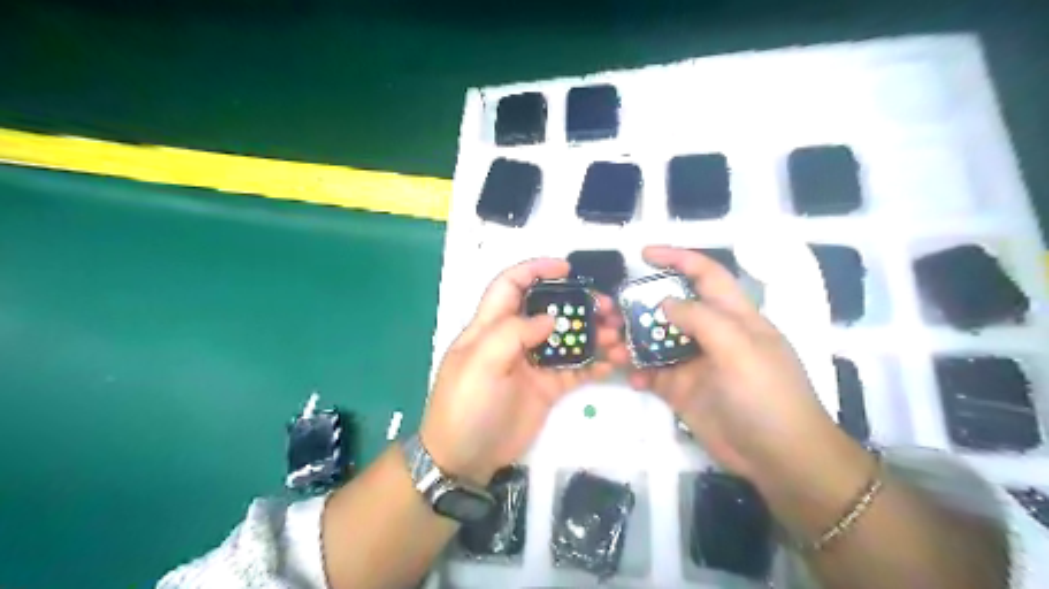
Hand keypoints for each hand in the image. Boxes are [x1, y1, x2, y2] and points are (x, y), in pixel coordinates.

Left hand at [420, 260, 630, 484]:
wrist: (465, 458)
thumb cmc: (466, 405)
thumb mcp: (480, 363)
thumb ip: (513, 333)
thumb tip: (550, 318)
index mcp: (491, 326)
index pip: (510, 285)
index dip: (535, 270)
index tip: (567, 268)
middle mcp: (514, 340)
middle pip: (548, 310)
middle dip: (577, 303)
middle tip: (607, 307)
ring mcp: (533, 364)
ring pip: (567, 339)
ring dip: (593, 334)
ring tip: (617, 337)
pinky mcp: (547, 388)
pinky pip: (575, 370)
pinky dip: (594, 364)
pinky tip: (612, 362)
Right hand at [625, 246, 846, 479]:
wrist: (778, 457)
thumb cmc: (766, 394)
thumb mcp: (739, 348)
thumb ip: (701, 319)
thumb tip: (664, 302)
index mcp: (733, 316)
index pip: (705, 275)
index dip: (678, 259)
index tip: (644, 254)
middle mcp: (711, 334)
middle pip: (671, 307)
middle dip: (640, 304)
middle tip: (611, 310)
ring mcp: (694, 363)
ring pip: (656, 340)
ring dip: (632, 340)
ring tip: (610, 345)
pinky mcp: (682, 390)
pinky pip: (653, 373)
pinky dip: (638, 371)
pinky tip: (631, 378)